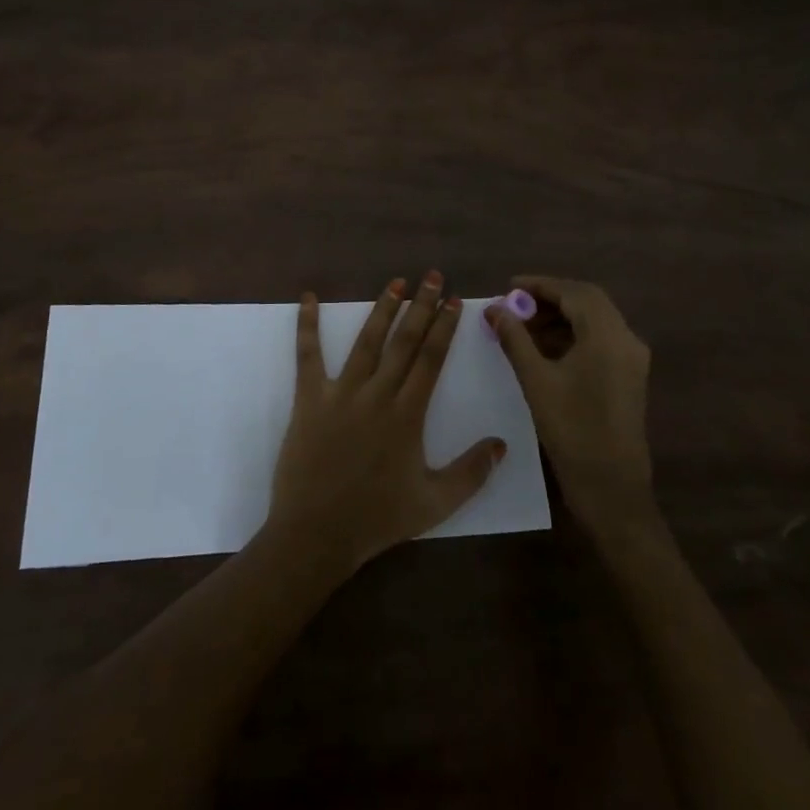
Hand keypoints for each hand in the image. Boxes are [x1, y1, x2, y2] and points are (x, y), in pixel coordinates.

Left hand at [268, 274, 505, 573]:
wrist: (316, 534)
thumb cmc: (378, 519)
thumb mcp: (435, 503)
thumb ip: (472, 473)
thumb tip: (502, 443)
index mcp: (408, 415)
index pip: (431, 359)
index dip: (444, 327)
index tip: (454, 301)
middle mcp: (377, 394)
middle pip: (404, 341)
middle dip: (421, 306)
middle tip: (432, 276)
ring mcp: (341, 393)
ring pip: (366, 341)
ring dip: (382, 309)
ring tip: (396, 283)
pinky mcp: (309, 398)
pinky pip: (308, 355)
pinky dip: (307, 325)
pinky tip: (308, 297)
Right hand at [486, 275, 654, 537]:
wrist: (611, 488)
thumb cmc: (572, 431)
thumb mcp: (536, 381)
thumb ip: (514, 339)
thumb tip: (494, 309)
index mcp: (608, 336)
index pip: (573, 292)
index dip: (540, 285)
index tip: (509, 286)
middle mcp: (626, 339)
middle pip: (588, 301)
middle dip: (550, 298)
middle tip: (515, 304)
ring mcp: (631, 358)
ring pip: (595, 319)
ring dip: (561, 316)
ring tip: (524, 326)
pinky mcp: (629, 375)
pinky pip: (600, 339)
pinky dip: (573, 334)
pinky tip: (545, 347)